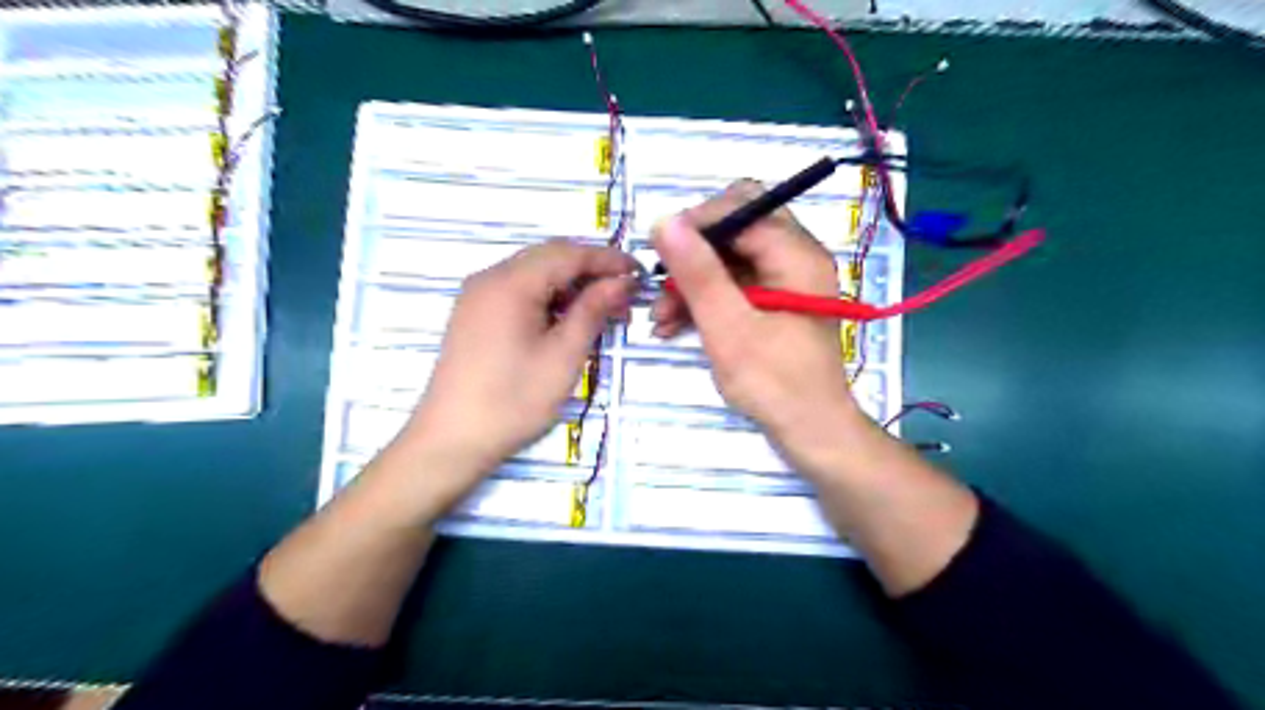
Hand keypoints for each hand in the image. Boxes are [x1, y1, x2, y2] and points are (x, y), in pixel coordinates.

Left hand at [404, 237, 638, 488]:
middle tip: (625, 297)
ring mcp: (478, 296)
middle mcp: (490, 278)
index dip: (607, 259)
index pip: (568, 253)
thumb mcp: (563, 355)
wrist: (451, 440)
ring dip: (571, 287)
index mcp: (510, 282)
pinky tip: (569, 322)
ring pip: (535, 275)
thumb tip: (621, 281)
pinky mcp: (474, 315)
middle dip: (591, 272)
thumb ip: (593, 310)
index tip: (640, 274)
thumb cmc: (513, 400)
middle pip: (550, 258)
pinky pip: (519, 292)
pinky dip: (549, 300)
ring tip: (603, 313)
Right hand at [648, 183, 865, 446]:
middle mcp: (795, 257)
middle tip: (661, 284)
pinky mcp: (773, 303)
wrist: (811, 433)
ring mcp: (784, 281)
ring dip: (692, 283)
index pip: (742, 207)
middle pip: (734, 230)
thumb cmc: (775, 383)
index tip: (658, 252)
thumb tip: (664, 221)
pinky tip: (674, 325)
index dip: (696, 222)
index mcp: (796, 254)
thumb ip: (698, 273)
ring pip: (728, 260)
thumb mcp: (729, 327)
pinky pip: (733, 285)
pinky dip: (705, 300)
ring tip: (659, 318)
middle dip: (692, 255)